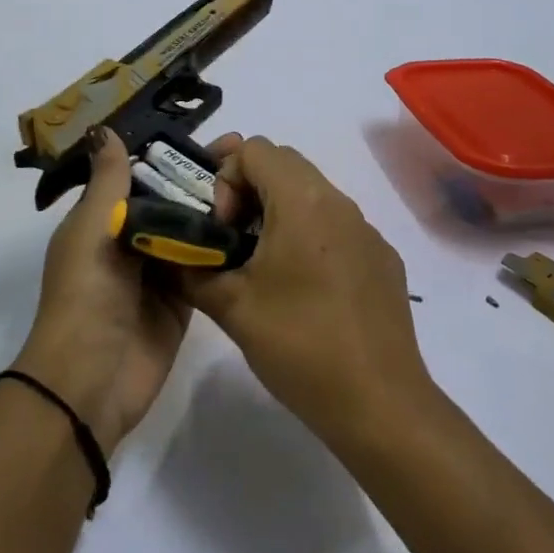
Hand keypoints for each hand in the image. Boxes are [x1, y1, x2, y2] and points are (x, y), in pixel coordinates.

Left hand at [13, 129, 236, 453]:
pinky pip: (208, 266)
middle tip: (247, 154)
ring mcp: (161, 272)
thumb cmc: (86, 293)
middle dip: (204, 179)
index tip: (212, 135)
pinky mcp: (186, 301)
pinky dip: (227, 248)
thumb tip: (106, 129)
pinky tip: (260, 223)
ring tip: (260, 182)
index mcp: (103, 220)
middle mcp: (133, 241)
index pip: (143, 176)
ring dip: (220, 210)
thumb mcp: (91, 228)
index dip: (173, 155)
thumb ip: (108, 181)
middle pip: (173, 201)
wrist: (92, 380)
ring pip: (194, 231)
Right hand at [185, 137, 433, 446]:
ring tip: (260, 265)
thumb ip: (192, 269)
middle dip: (247, 188)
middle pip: (285, 164)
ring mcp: (367, 230)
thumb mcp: (231, 307)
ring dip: (278, 212)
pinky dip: (309, 236)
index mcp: (303, 200)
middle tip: (229, 236)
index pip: (255, 148)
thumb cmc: (300, 345)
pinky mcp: (382, 259)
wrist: (379, 403)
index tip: (219, 226)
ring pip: (312, 194)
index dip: (225, 176)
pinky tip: (303, 290)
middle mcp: (340, 202)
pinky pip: (337, 226)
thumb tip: (171, 253)